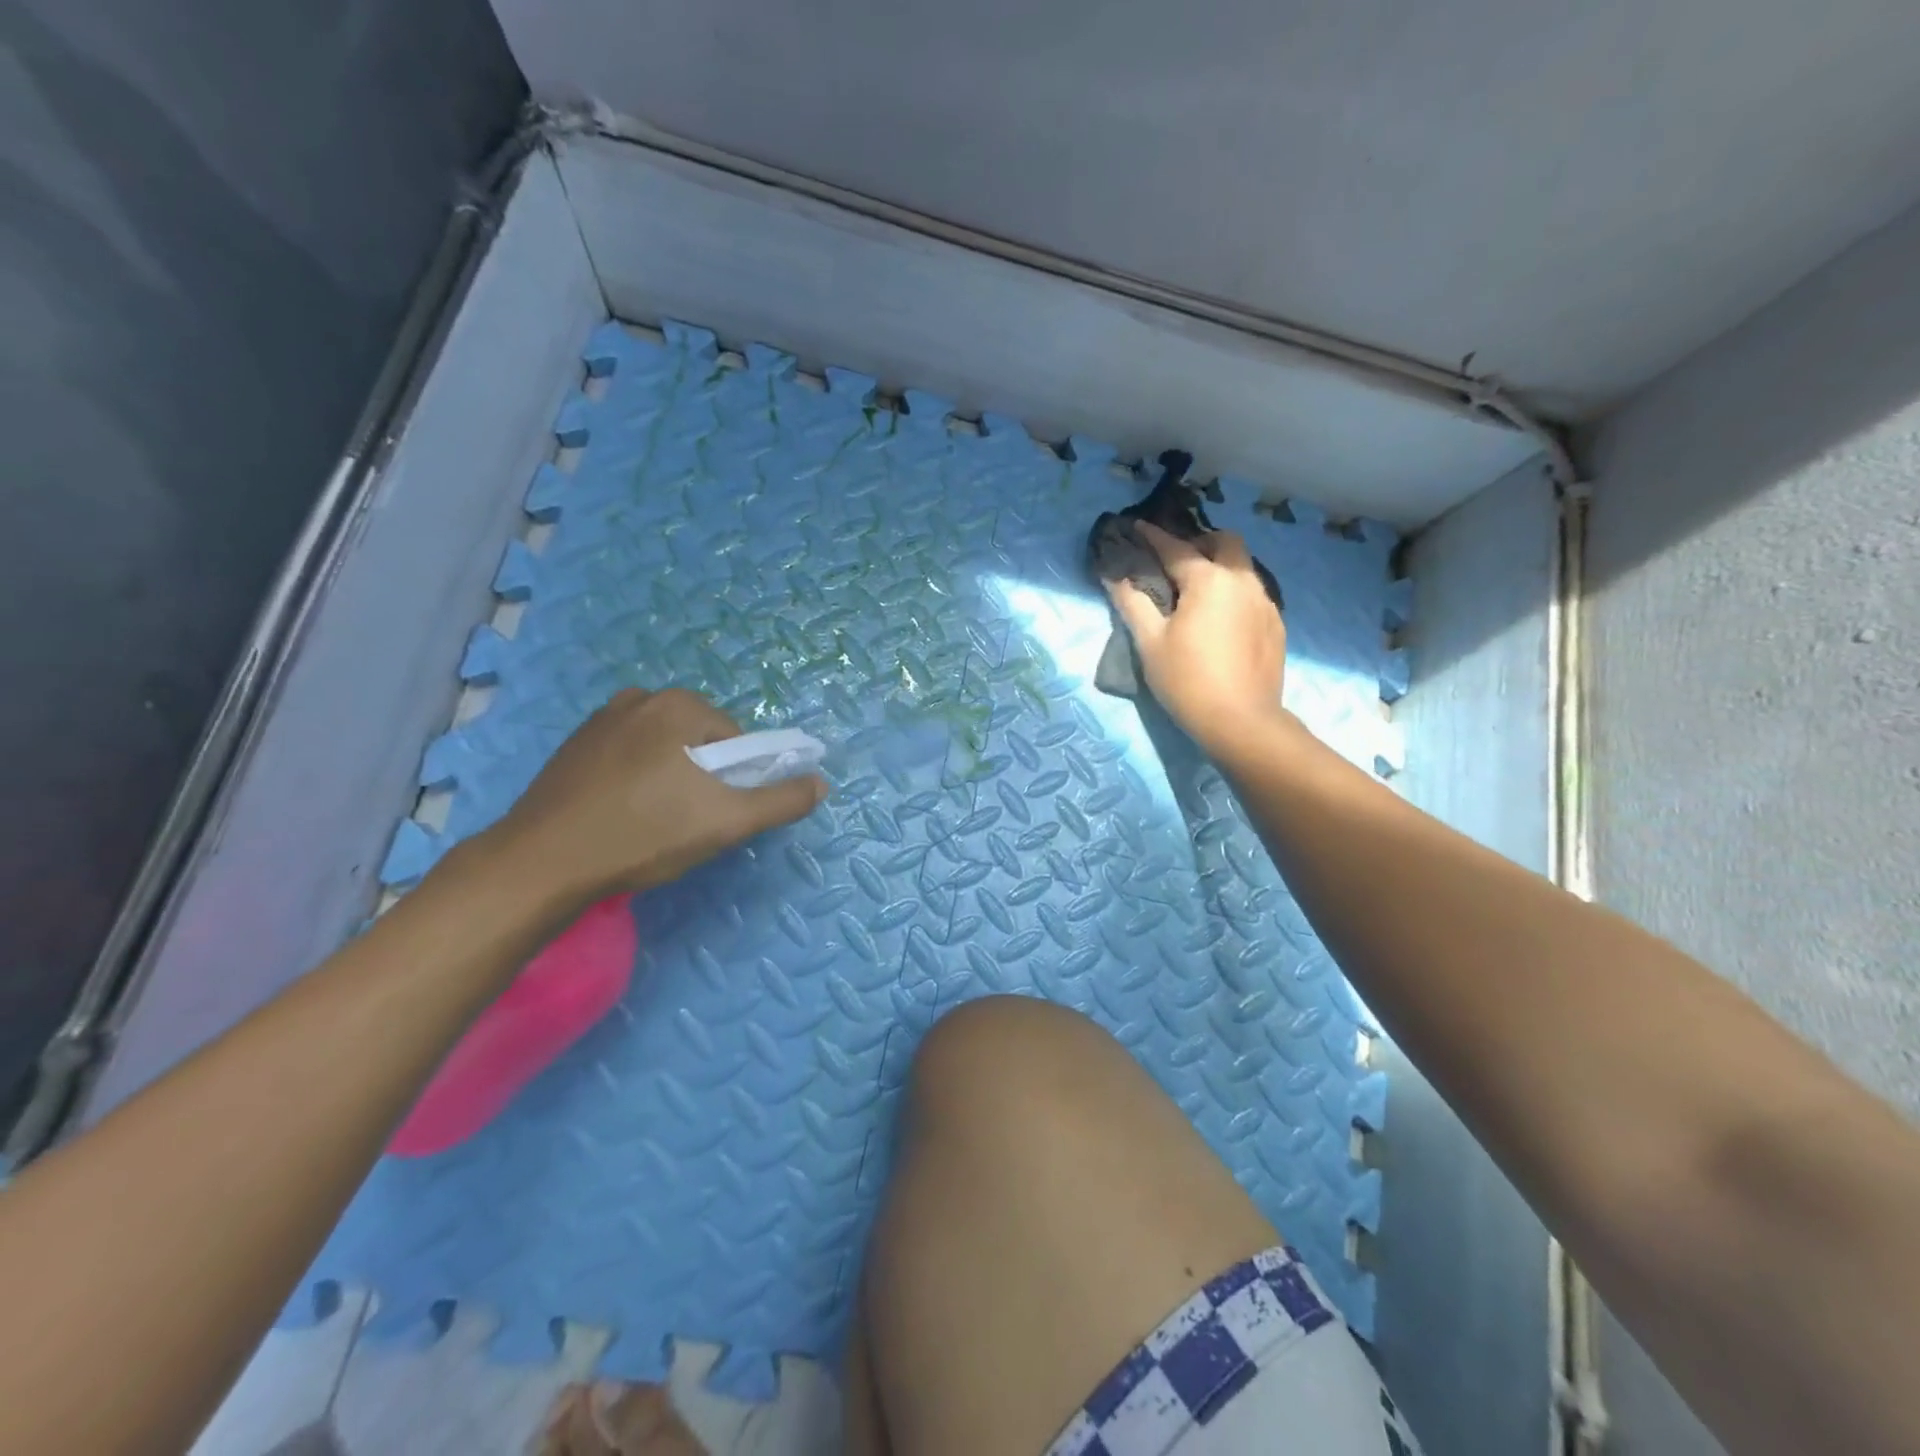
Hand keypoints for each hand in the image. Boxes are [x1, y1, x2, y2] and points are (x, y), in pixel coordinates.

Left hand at [484, 688, 826, 909]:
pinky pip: (626, 758)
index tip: (714, 814)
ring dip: (668, 779)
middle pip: (698, 741)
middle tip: (684, 823)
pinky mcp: (573, 747)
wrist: (543, 862)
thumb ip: (780, 800)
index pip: (734, 740)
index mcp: (679, 705)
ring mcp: (599, 720)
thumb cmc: (644, 834)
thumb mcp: (727, 822)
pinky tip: (620, 816)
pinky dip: (634, 780)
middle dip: (701, 779)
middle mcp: (640, 698)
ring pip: (662, 750)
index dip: (734, 780)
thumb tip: (821, 783)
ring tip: (651, 823)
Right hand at [1103, 522, 1287, 757]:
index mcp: (1208, 580)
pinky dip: (1234, 591)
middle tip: (1178, 561)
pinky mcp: (1276, 624)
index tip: (1137, 526)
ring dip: (1221, 565)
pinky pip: (1254, 593)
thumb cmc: (1187, 679)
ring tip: (1199, 589)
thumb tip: (1114, 576)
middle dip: (1200, 542)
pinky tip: (1222, 617)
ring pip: (1244, 566)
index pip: (1176, 548)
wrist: (1241, 721)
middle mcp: (1242, 580)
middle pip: (1225, 541)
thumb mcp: (1150, 643)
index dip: (1153, 536)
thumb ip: (1132, 603)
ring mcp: (1265, 602)